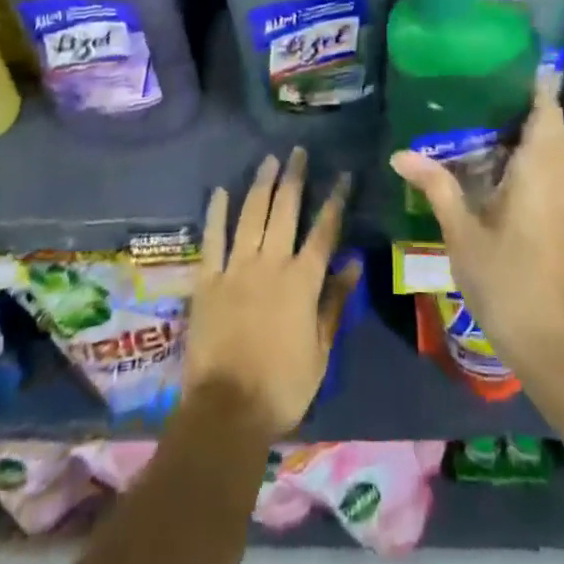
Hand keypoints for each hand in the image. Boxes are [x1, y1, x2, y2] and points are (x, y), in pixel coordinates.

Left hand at [186, 148, 359, 436]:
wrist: (227, 411)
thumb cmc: (282, 387)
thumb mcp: (321, 351)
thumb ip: (335, 303)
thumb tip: (355, 263)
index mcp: (302, 281)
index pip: (324, 231)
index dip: (335, 201)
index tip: (343, 175)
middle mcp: (271, 264)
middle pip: (285, 211)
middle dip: (294, 178)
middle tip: (299, 152)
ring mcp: (236, 268)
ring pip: (252, 215)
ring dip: (262, 185)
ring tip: (269, 160)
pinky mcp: (208, 280)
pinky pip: (213, 239)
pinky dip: (217, 213)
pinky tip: (221, 191)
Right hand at [388, 83, 563, 374]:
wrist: (549, 342)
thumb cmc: (505, 280)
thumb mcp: (462, 232)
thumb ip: (436, 186)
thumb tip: (400, 154)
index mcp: (539, 172)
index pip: (547, 111)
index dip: (534, 83)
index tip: (509, 59)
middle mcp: (559, 178)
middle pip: (550, 125)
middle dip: (523, 101)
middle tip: (481, 82)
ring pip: (550, 148)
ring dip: (525, 129)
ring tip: (481, 111)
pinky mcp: (563, 218)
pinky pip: (548, 169)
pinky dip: (527, 154)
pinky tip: (493, 160)